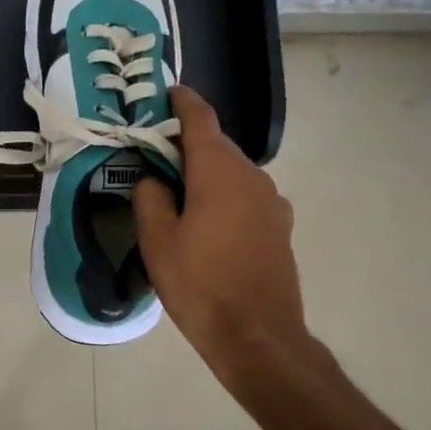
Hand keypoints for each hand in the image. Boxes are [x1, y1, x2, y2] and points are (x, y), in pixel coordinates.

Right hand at [134, 87, 330, 391]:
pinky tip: (207, 223)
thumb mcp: (157, 241)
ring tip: (178, 194)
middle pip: (216, 145)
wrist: (258, 337)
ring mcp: (272, 201)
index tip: (168, 92)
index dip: (182, 101)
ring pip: (232, 172)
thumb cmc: (200, 284)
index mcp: (219, 170)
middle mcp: (252, 175)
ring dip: (206, 173)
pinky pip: (246, 196)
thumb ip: (150, 197)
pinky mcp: (280, 226)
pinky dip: (224, 195)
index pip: (200, 118)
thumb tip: (154, 179)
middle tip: (156, 155)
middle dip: (187, 144)